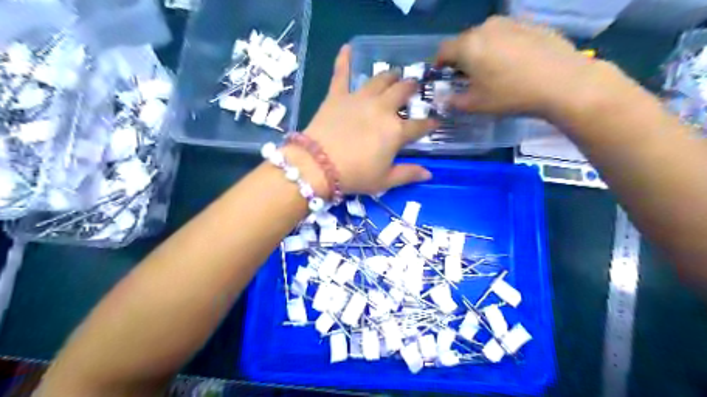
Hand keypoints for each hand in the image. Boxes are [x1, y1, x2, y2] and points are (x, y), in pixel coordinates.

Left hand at [302, 44, 436, 195]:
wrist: (318, 166)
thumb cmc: (355, 176)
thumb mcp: (384, 181)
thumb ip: (407, 174)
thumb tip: (429, 173)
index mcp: (396, 131)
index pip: (420, 125)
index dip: (430, 123)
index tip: (435, 121)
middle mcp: (382, 109)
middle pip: (402, 91)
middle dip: (411, 88)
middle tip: (413, 88)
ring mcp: (360, 99)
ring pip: (380, 79)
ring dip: (390, 75)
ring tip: (394, 74)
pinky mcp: (337, 95)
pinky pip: (341, 73)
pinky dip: (343, 60)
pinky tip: (347, 47)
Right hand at [437, 16, 606, 117]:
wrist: (562, 82)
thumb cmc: (510, 95)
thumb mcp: (476, 105)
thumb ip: (453, 102)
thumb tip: (443, 101)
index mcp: (468, 45)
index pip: (443, 50)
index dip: (439, 64)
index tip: (443, 76)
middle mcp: (486, 27)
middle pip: (464, 41)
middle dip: (461, 58)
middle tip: (468, 77)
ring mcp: (511, 23)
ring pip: (486, 36)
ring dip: (482, 51)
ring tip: (492, 70)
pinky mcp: (531, 24)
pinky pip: (507, 35)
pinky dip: (503, 47)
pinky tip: (515, 65)